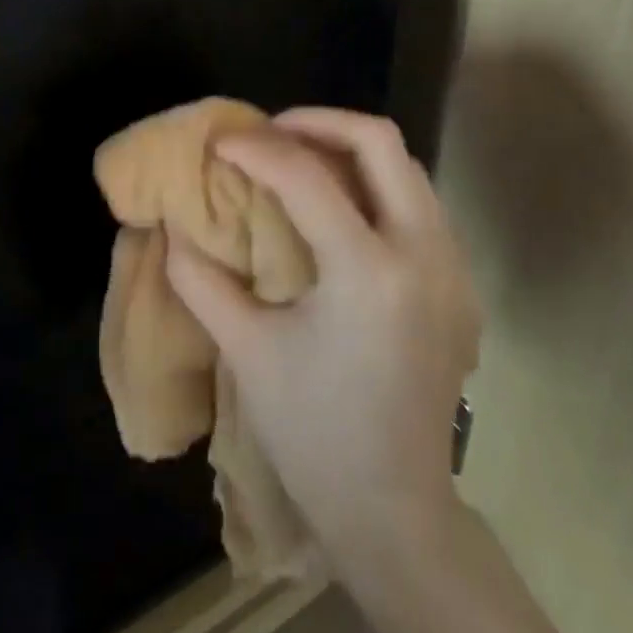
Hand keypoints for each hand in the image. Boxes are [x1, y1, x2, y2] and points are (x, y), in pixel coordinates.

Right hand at [165, 108, 481, 564]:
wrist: (393, 510)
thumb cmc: (313, 433)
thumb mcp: (245, 350)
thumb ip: (200, 279)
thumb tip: (171, 229)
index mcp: (369, 274)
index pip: (308, 177)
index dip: (256, 148)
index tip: (219, 142)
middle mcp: (425, 257)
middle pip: (381, 143)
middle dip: (318, 122)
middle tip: (268, 133)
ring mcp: (454, 271)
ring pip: (408, 169)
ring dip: (349, 151)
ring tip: (297, 162)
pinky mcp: (460, 289)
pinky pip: (419, 207)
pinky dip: (374, 187)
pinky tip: (337, 213)